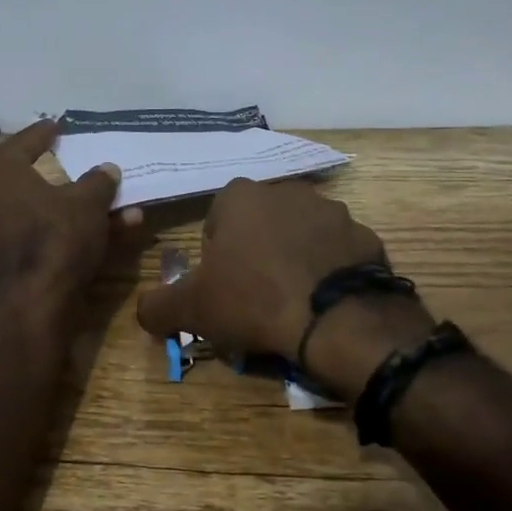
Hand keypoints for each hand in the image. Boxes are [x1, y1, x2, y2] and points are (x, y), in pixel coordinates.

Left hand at [0, 120, 143, 304]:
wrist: (34, 302)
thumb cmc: (56, 236)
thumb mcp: (87, 202)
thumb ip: (98, 181)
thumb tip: (106, 169)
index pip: (21, 142)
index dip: (41, 133)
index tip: (56, 126)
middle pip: (24, 174)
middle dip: (53, 168)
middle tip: (66, 155)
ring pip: (40, 207)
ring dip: (73, 204)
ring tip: (108, 200)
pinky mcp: (7, 259)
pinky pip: (40, 232)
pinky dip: (66, 228)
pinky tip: (104, 231)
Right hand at [135, 178, 396, 369]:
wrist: (337, 320)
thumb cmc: (254, 300)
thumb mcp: (193, 309)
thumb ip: (158, 305)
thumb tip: (144, 309)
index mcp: (241, 196)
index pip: (217, 219)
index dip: (216, 255)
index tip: (222, 287)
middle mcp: (286, 191)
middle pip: (260, 223)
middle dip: (256, 252)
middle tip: (256, 295)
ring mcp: (332, 211)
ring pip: (301, 234)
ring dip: (295, 257)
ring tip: (294, 300)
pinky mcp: (366, 236)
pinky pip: (338, 252)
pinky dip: (331, 270)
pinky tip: (326, 301)